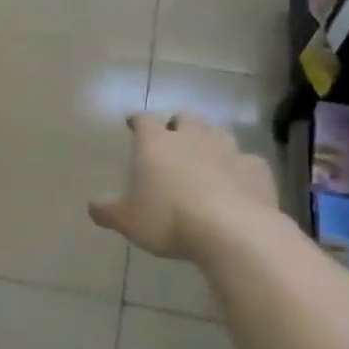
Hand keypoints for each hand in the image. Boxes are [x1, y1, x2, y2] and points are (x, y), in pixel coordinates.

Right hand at [90, 112, 278, 259]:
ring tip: (205, 159)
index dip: (138, 121)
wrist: (232, 231)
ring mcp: (228, 149)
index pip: (143, 121)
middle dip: (178, 125)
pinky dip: (239, 168)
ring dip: (210, 141)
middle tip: (173, 140)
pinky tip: (237, 183)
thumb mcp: (128, 221)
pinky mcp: (256, 168)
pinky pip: (246, 161)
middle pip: (185, 118)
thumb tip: (92, 206)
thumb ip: (108, 211)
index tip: (134, 124)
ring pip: (218, 133)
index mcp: (156, 144)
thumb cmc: (168, 219)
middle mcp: (192, 137)